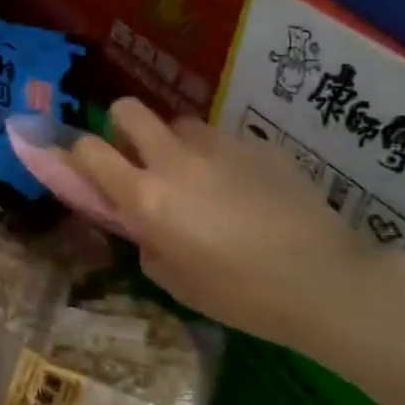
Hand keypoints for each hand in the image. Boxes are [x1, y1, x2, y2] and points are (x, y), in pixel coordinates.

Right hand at [62, 99, 380, 349]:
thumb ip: (145, 240)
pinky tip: (245, 188)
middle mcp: (173, 159)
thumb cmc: (239, 294)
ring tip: (200, 177)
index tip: (91, 170)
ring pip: (178, 122)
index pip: (87, 149)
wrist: (325, 280)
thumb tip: (143, 223)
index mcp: (145, 196)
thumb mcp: (173, 280)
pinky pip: (222, 139)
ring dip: (175, 143)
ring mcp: (217, 145)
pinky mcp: (256, 144)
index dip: (80, 155)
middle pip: (127, 110)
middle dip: (123, 127)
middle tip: (141, 159)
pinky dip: (219, 156)